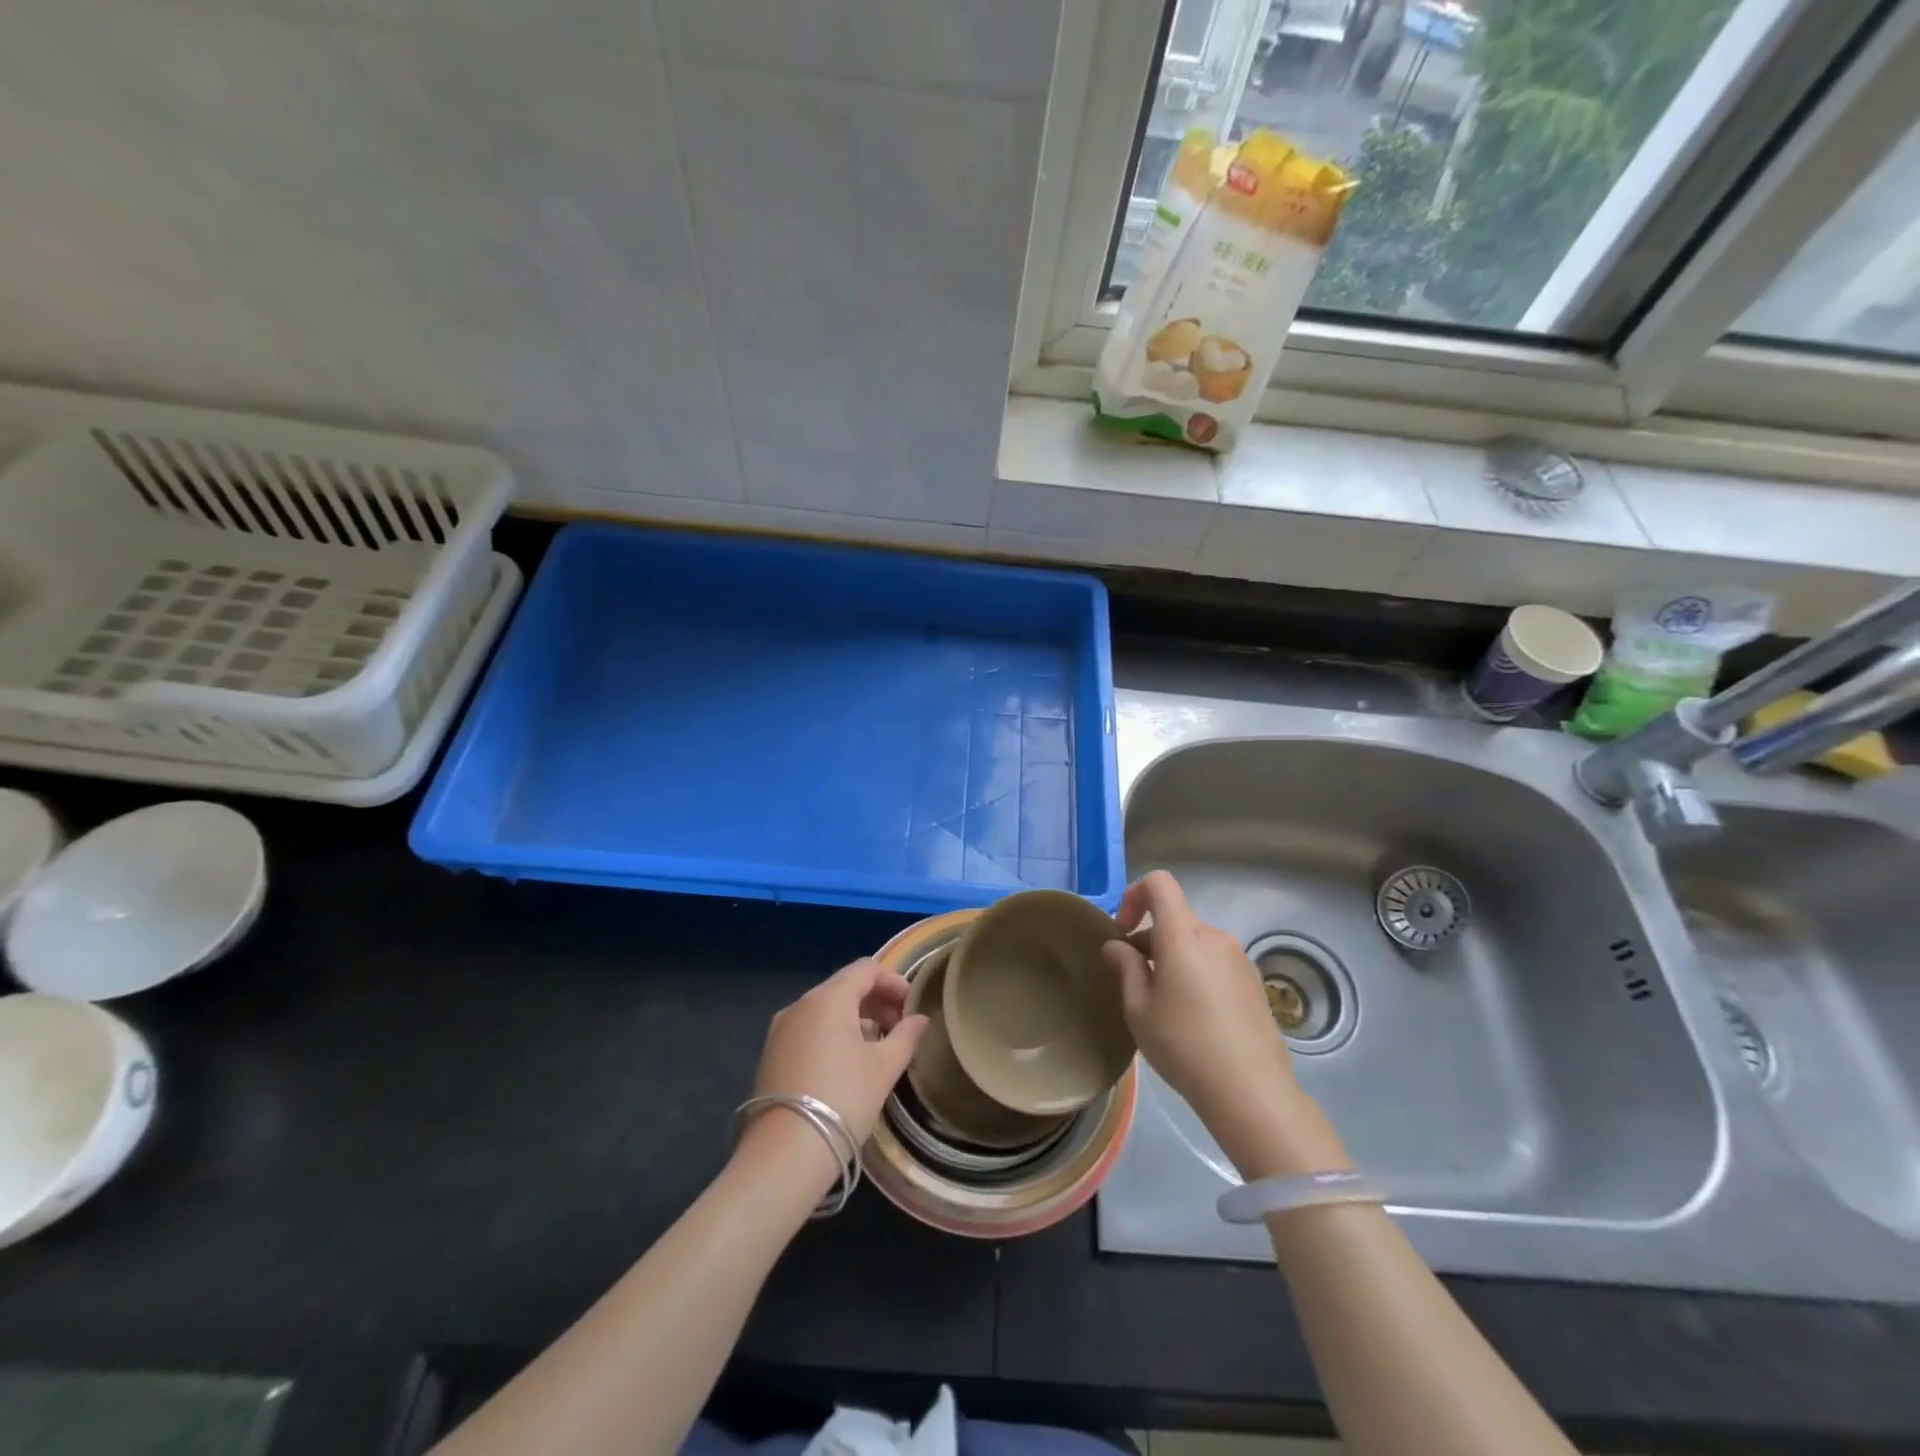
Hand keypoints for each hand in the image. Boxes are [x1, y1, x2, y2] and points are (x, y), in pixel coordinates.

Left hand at [749, 957, 929, 1149]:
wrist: (785, 1154)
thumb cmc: (843, 1100)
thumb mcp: (885, 1067)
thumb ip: (906, 1036)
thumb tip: (919, 1019)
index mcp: (828, 998)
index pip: (866, 969)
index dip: (893, 982)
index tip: (911, 1007)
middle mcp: (800, 1004)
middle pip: (844, 986)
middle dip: (875, 1001)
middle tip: (899, 1028)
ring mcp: (781, 1029)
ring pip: (825, 1008)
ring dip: (855, 1018)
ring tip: (876, 1048)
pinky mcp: (772, 1053)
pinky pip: (809, 1029)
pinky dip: (832, 1033)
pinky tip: (847, 1064)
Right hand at [1102, 872, 1342, 1176]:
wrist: (1251, 1091)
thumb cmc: (1184, 1046)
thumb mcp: (1139, 1010)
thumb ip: (1126, 968)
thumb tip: (1117, 946)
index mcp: (1184, 936)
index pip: (1160, 883)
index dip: (1134, 895)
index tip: (1122, 931)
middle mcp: (1215, 937)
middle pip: (1176, 917)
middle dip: (1149, 937)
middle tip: (1134, 978)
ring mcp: (1239, 959)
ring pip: (1195, 941)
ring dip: (1173, 956)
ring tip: (1163, 1002)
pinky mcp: (1254, 982)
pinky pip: (1215, 961)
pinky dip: (1196, 971)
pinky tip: (1194, 1015)